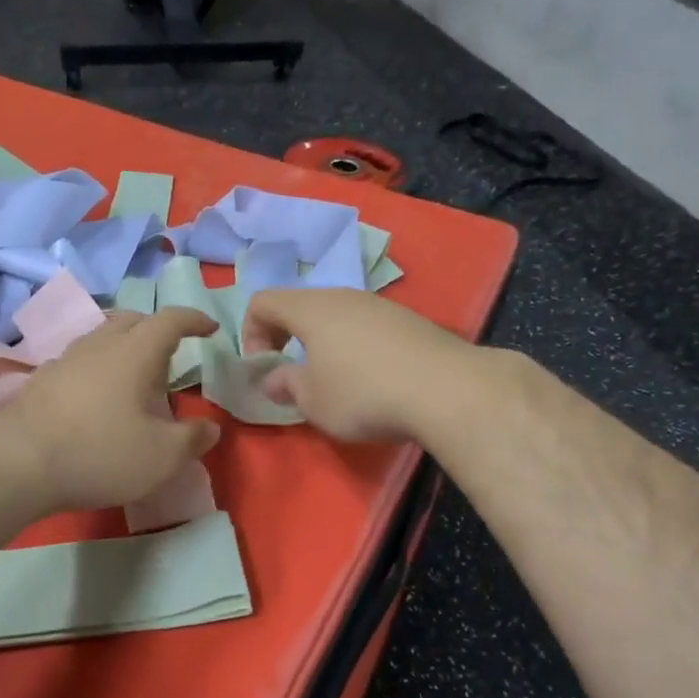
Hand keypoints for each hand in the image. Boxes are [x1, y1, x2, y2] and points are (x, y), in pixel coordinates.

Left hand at [0, 308, 221, 512]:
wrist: (16, 463)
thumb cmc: (99, 453)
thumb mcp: (161, 456)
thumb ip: (193, 439)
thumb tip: (210, 428)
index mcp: (135, 352)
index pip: (171, 320)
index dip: (194, 319)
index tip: (210, 328)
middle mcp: (99, 345)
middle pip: (132, 319)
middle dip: (157, 328)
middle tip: (172, 353)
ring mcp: (65, 360)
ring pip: (102, 337)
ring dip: (125, 346)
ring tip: (136, 375)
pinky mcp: (41, 381)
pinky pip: (80, 360)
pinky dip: (98, 367)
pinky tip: (97, 396)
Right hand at [240, 288, 470, 443]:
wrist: (448, 390)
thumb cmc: (364, 394)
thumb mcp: (313, 401)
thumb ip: (286, 385)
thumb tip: (273, 379)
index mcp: (310, 309)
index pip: (262, 301)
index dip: (250, 333)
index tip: (265, 368)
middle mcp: (343, 296)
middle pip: (300, 305)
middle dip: (286, 337)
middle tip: (292, 373)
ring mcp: (380, 305)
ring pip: (336, 315)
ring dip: (322, 343)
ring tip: (333, 380)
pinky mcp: (409, 320)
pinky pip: (366, 326)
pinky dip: (354, 346)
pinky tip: (372, 379)